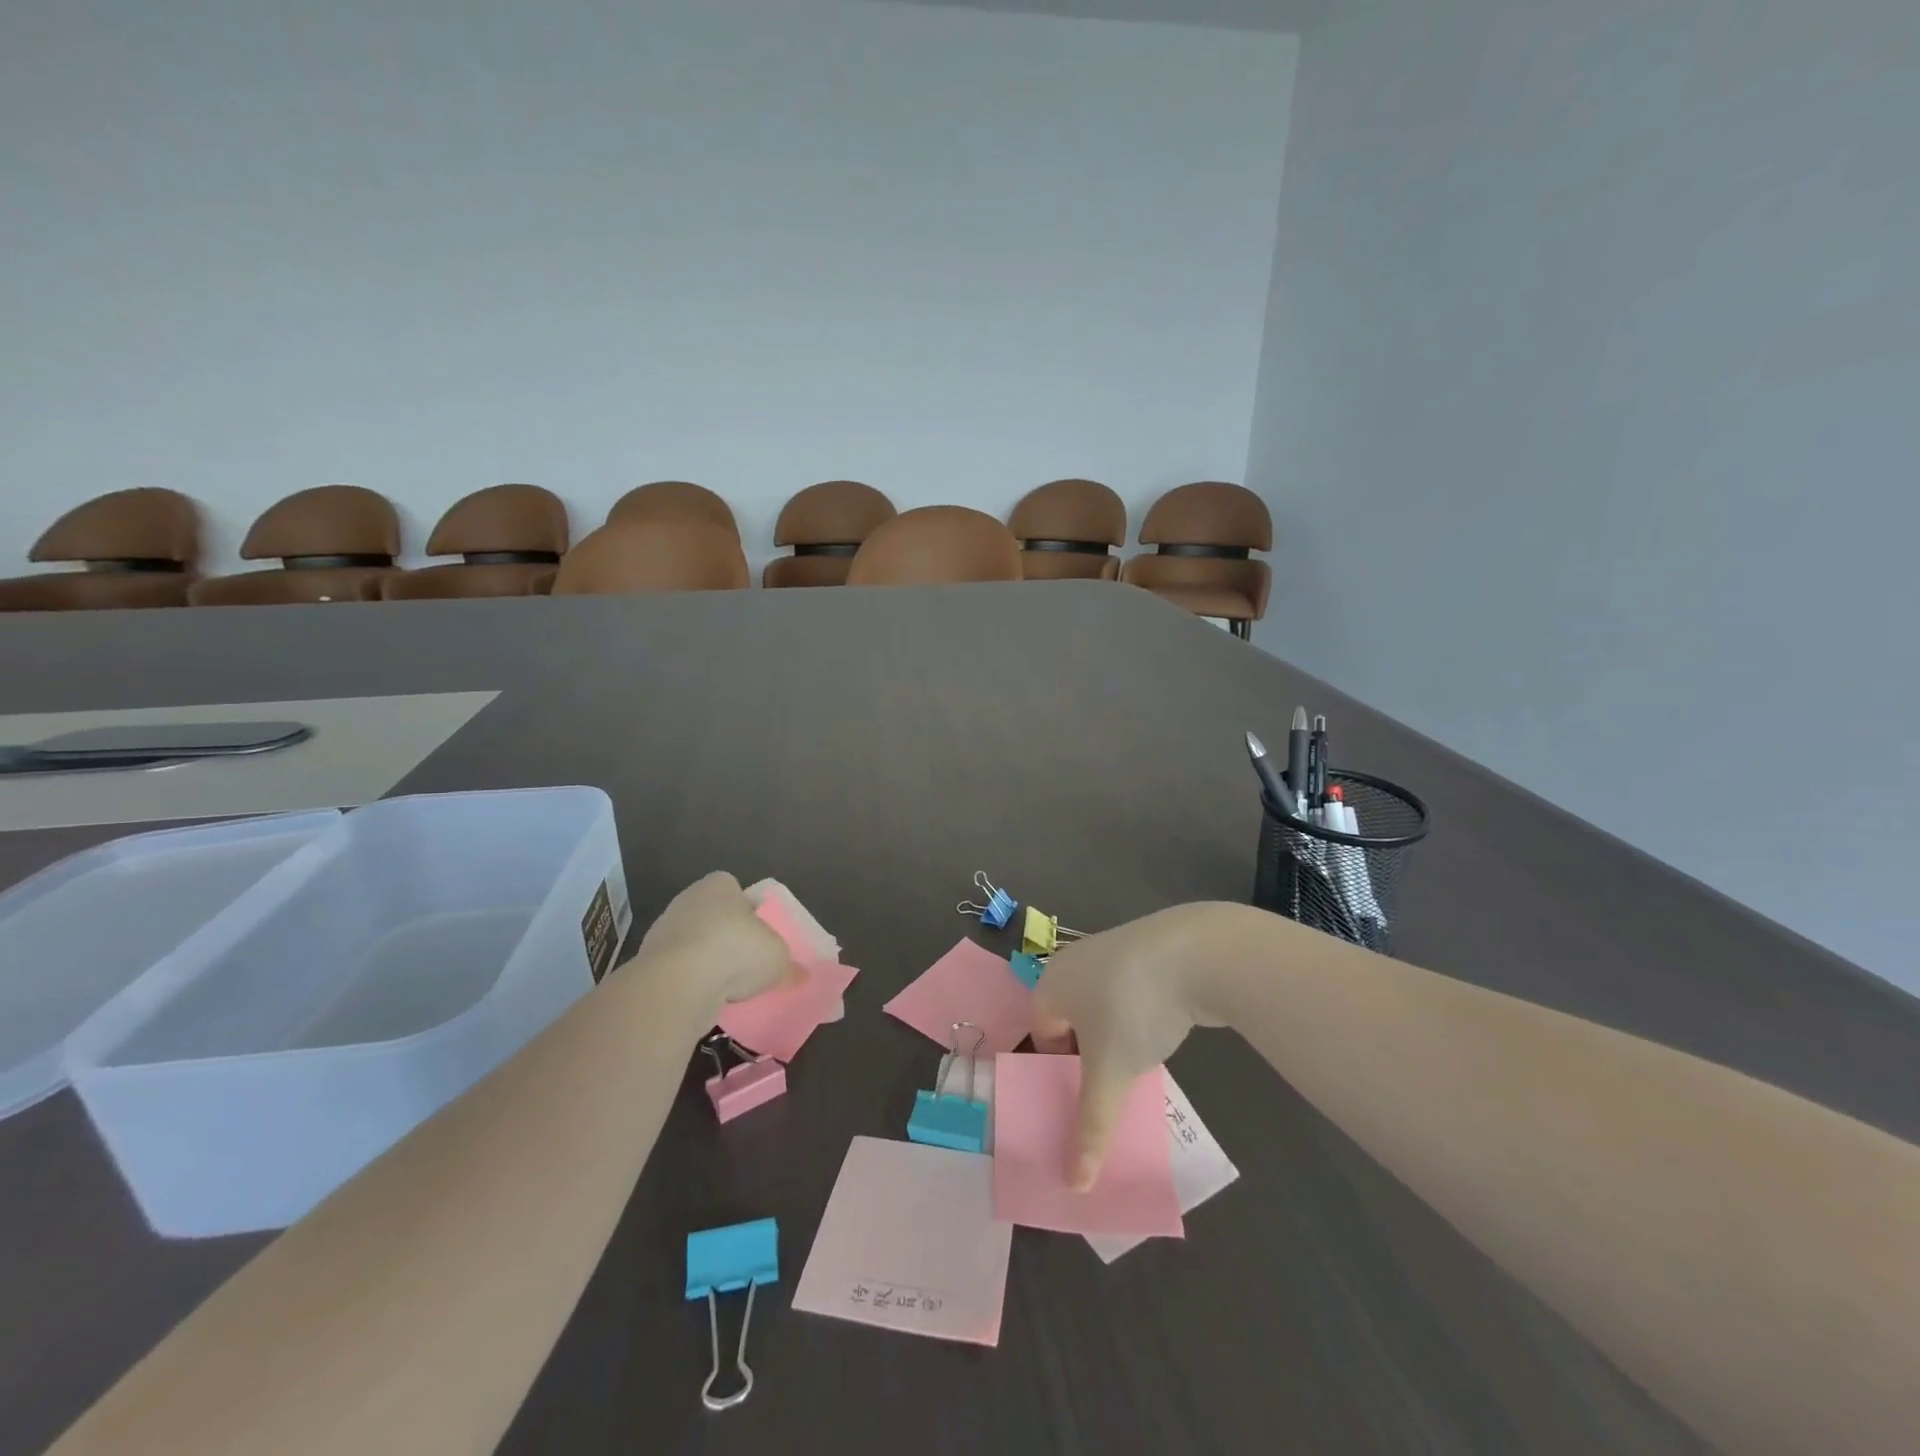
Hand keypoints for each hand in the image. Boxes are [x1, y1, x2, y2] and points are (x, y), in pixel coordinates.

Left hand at [632, 871, 797, 1010]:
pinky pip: (678, 970)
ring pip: (692, 943)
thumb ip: (787, 963)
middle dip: (725, 936)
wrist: (678, 983)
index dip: (746, 908)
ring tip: (727, 986)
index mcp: (718, 885)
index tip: (756, 932)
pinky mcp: (647, 963)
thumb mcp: (777, 957)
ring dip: (706, 961)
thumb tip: (799, 974)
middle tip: (745, 960)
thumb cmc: (735, 950)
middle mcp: (687, 900)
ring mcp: (663, 931)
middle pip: (712, 915)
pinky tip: (705, 999)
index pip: (732, 888)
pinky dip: (690, 982)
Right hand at [1032, 903, 1226, 1189]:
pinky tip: (1162, 1030)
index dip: (1058, 1069)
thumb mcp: (1110, 1073)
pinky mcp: (1145, 949)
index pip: (1041, 1033)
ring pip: (1102, 1005)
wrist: (1195, 951)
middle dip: (1086, 1054)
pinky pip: (1129, 990)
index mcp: (1051, 984)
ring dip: (1114, 1035)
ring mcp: (1111, 950)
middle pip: (1070, 1018)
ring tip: (1138, 1064)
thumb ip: (1091, 1127)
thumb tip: (1074, 1186)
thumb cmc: (1133, 1008)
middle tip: (1110, 1085)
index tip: (1085, 1095)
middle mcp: (1074, 962)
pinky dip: (1138, 1013)